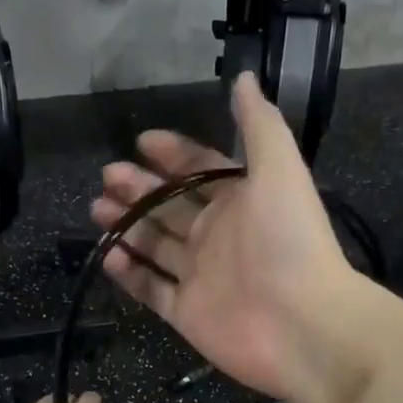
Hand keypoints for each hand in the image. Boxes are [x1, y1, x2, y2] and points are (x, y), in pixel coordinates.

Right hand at [91, 73, 356, 402]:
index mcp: (239, 200)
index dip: (173, 154)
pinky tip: (108, 254)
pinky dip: (129, 273)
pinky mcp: (186, 312)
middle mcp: (217, 235)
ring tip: (97, 210)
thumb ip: (258, 124)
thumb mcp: (279, 169)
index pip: (200, 170)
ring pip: (154, 245)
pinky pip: (150, 289)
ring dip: (126, 225)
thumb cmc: (289, 241)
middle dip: (138, 189)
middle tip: (107, 177)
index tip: (140, 141)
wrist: (304, 324)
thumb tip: (243, 77)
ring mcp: (199, 276)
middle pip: (169, 206)